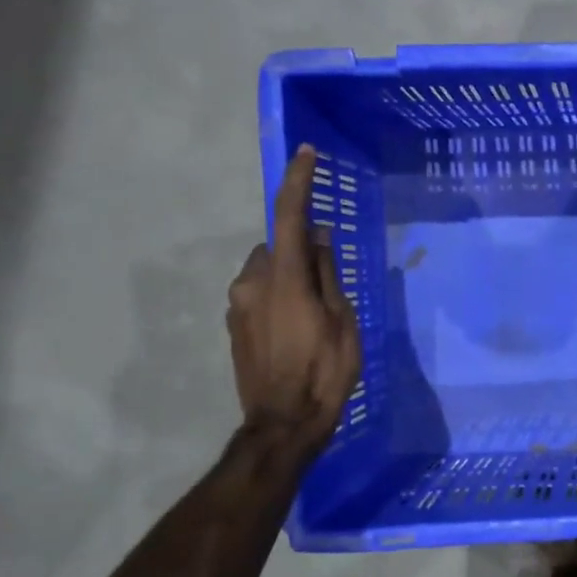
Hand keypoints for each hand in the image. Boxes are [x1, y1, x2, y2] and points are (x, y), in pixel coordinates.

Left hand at [227, 145, 362, 451]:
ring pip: (267, 271)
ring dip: (289, 277)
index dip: (298, 182)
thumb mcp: (342, 321)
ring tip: (315, 313)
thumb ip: (328, 275)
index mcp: (284, 278)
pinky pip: (259, 294)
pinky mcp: (234, 325)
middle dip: (300, 251)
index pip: (289, 216)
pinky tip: (297, 329)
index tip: (306, 154)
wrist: (283, 422)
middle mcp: (252, 282)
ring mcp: (238, 304)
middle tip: (329, 281)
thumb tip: (321, 239)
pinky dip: (278, 296)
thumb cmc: (324, 372)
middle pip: (278, 247)